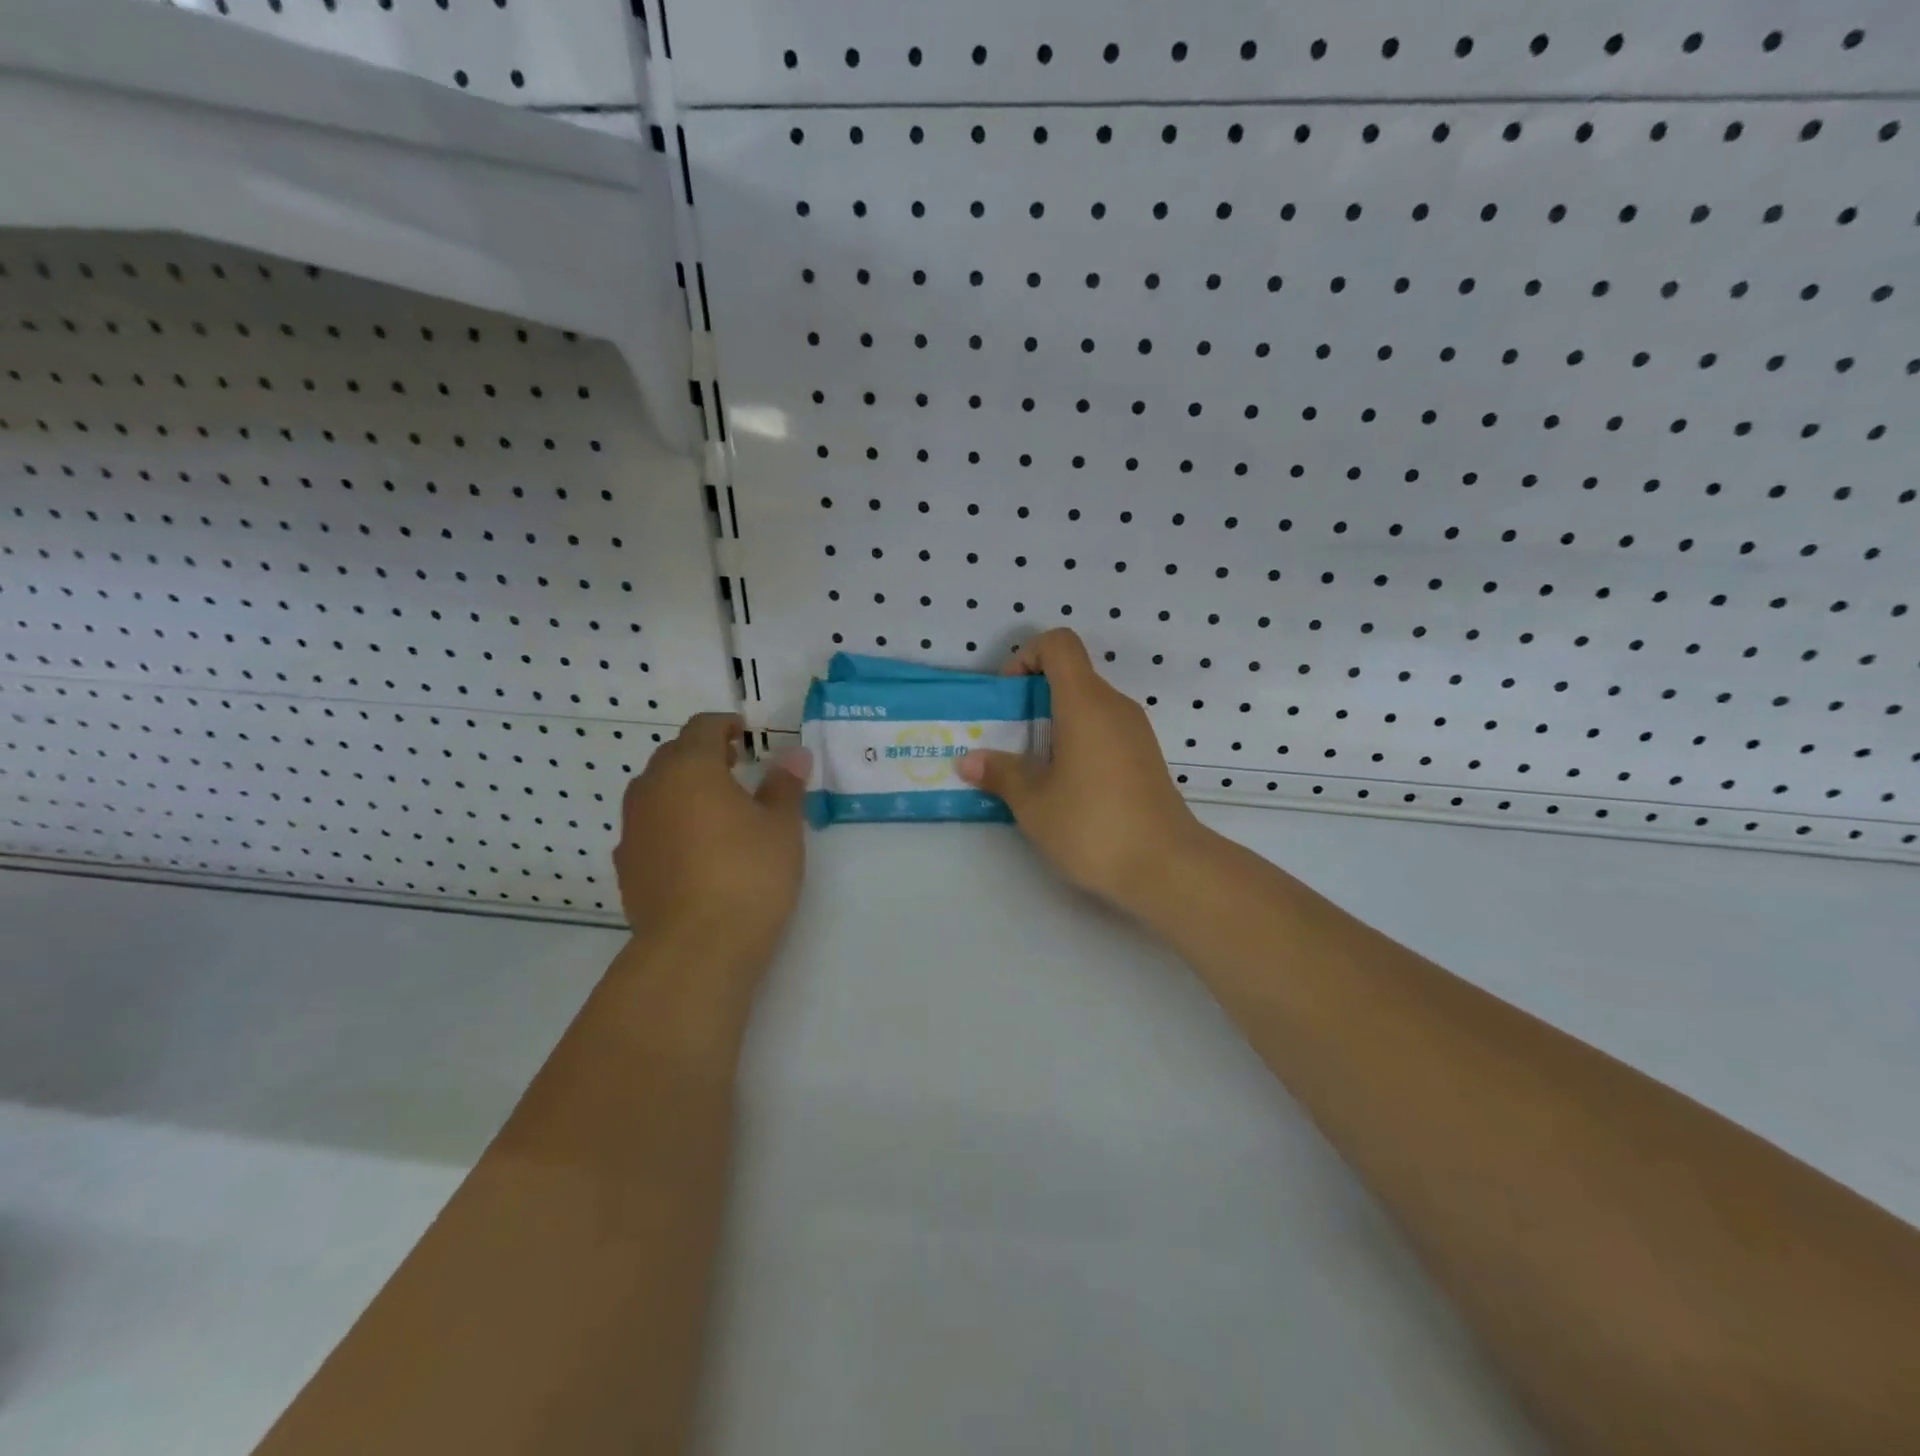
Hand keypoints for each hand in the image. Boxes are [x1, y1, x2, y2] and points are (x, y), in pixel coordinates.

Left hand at [614, 714, 811, 958]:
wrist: (696, 947)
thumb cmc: (748, 874)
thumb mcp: (781, 826)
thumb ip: (785, 785)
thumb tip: (794, 754)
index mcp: (689, 769)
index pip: (702, 728)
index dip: (726, 725)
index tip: (747, 735)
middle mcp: (651, 790)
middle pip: (673, 756)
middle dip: (703, 754)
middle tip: (736, 767)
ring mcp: (632, 829)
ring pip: (656, 792)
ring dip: (683, 789)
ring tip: (716, 809)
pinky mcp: (626, 866)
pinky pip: (648, 828)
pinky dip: (670, 824)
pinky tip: (694, 849)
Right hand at [956, 628, 1204, 913]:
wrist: (1168, 868)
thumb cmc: (1093, 826)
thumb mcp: (1034, 803)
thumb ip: (1000, 774)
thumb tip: (968, 760)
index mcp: (1085, 702)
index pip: (1058, 643)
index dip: (1026, 657)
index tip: (1010, 699)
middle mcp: (1114, 706)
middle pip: (1071, 675)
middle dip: (1033, 698)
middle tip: (1009, 741)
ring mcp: (1135, 732)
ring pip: (1087, 705)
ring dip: (1055, 724)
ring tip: (1032, 768)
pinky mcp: (1145, 757)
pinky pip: (1104, 730)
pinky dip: (1078, 741)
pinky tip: (1065, 786)